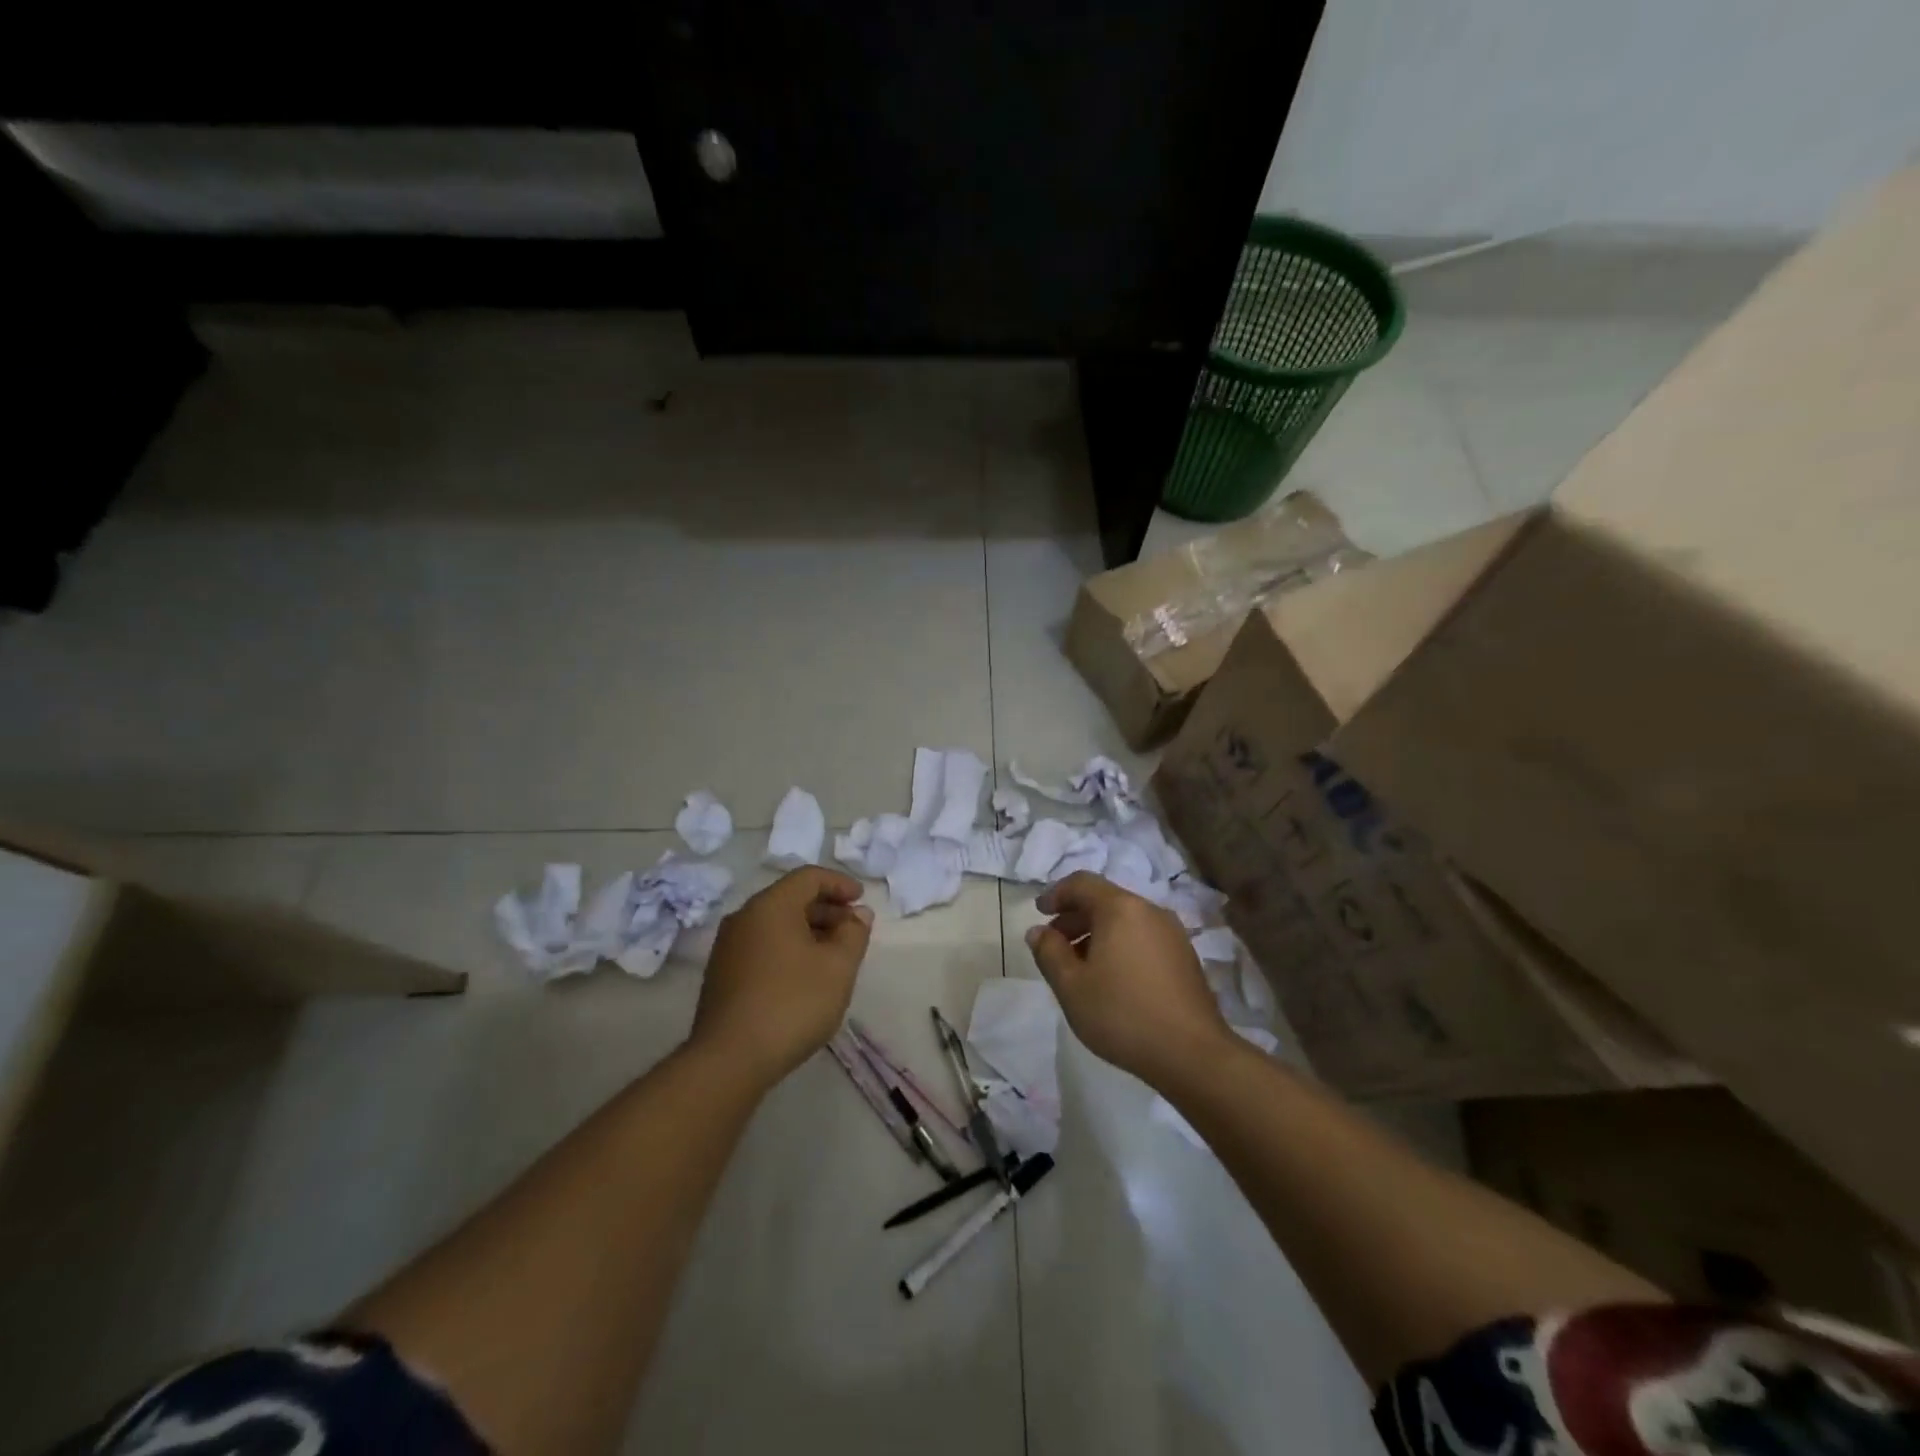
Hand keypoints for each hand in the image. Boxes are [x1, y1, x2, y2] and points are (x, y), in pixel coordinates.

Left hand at [691, 866, 874, 1090]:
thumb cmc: (792, 1004)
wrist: (729, 1060)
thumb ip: (854, 933)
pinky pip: (762, 945)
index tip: (862, 900)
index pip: (808, 877)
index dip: (839, 883)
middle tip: (853, 930)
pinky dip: (788, 948)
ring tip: (833, 955)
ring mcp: (728, 947)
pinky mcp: (722, 974)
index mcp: (771, 906)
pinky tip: (805, 976)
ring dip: (808, 931)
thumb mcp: (838, 967)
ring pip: (775, 924)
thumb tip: (858, 914)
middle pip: (790, 898)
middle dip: (826, 909)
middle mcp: (744, 917)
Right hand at [1025, 871, 1231, 1089]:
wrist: (1193, 1054)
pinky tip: (1112, 978)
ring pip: (1125, 920)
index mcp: (1120, 908)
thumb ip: (1049, 953)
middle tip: (1054, 944)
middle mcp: (1149, 911)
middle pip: (1104, 900)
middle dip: (1075, 917)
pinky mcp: (1185, 957)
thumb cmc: (1123, 1014)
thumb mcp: (1071, 986)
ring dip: (1097, 933)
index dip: (1056, 893)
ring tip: (1080, 966)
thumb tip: (1038, 932)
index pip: (1082, 883)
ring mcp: (1172, 933)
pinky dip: (1120, 945)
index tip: (1039, 913)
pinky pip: (1143, 937)